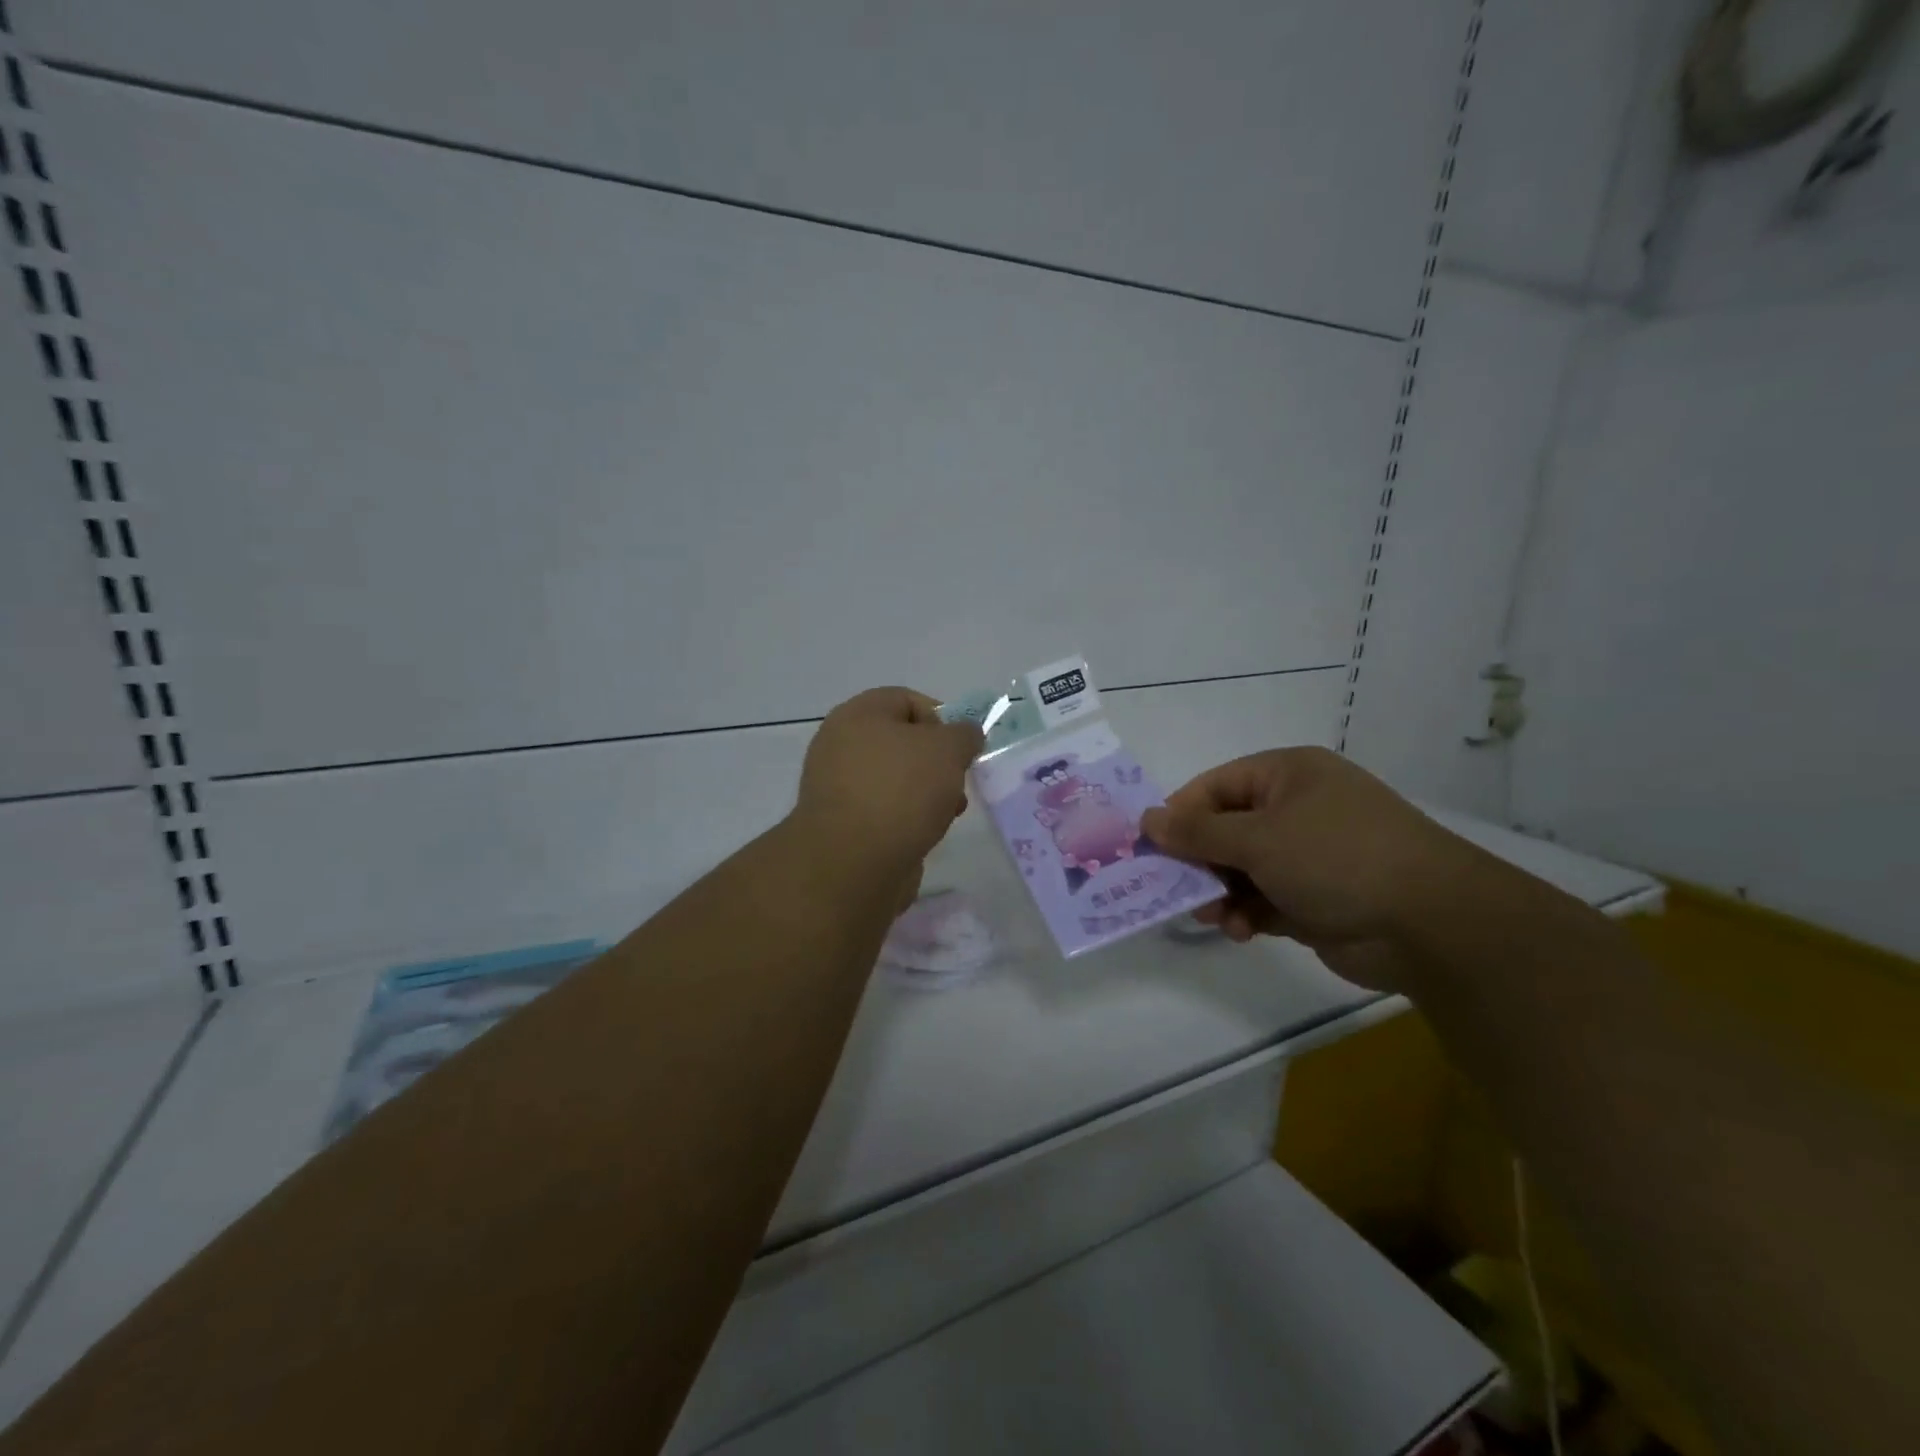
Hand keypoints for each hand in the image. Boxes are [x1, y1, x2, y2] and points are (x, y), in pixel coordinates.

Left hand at [792, 687, 981, 876]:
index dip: (942, 718)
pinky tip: (923, 835)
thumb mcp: (948, 749)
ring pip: (895, 778)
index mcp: (858, 714)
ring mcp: (837, 786)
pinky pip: (884, 810)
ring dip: (927, 792)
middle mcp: (840, 744)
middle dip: (937, 762)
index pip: (906, 700)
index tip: (962, 748)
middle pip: (902, 742)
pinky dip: (906, 818)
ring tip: (946, 814)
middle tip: (957, 782)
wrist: (853, 863)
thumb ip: (964, 735)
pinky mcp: (842, 824)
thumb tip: (965, 735)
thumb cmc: (901, 790)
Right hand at [1140, 747, 1472, 989]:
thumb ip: (1197, 832)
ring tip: (1208, 915)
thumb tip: (1146, 819)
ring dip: (1220, 892)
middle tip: (1172, 887)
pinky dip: (1247, 914)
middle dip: (1198, 860)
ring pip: (1241, 869)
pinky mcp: (1315, 898)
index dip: (1180, 815)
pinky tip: (1240, 931)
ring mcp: (1308, 855)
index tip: (1150, 847)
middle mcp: (1297, 809)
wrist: (1430, 924)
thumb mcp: (1258, 838)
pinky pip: (1263, 900)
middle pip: (1226, 829)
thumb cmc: (1336, 858)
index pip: (1215, 786)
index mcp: (1288, 775)